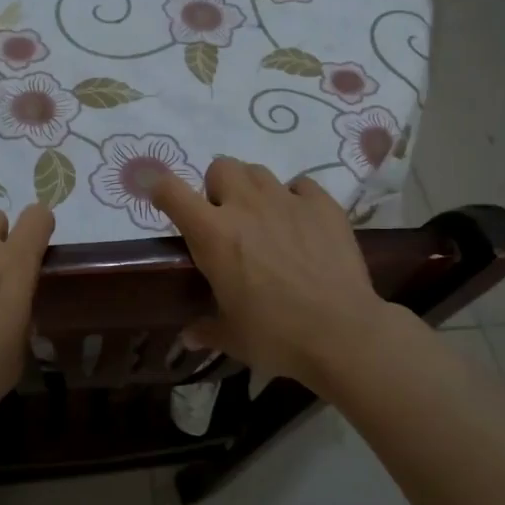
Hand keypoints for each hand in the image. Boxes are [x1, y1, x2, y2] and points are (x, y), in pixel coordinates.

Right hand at [150, 158, 388, 396]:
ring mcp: (287, 201)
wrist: (342, 334)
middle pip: (220, 167)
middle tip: (227, 219)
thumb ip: (206, 330)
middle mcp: (245, 206)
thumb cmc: (276, 336)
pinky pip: (301, 185)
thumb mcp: (232, 336)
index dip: (162, 190)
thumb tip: (189, 337)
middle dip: (218, 187)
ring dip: (253, 190)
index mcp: (212, 235)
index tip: (164, 201)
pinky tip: (302, 224)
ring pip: (259, 172)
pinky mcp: (323, 205)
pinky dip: (296, 199)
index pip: (171, 190)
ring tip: (265, 220)